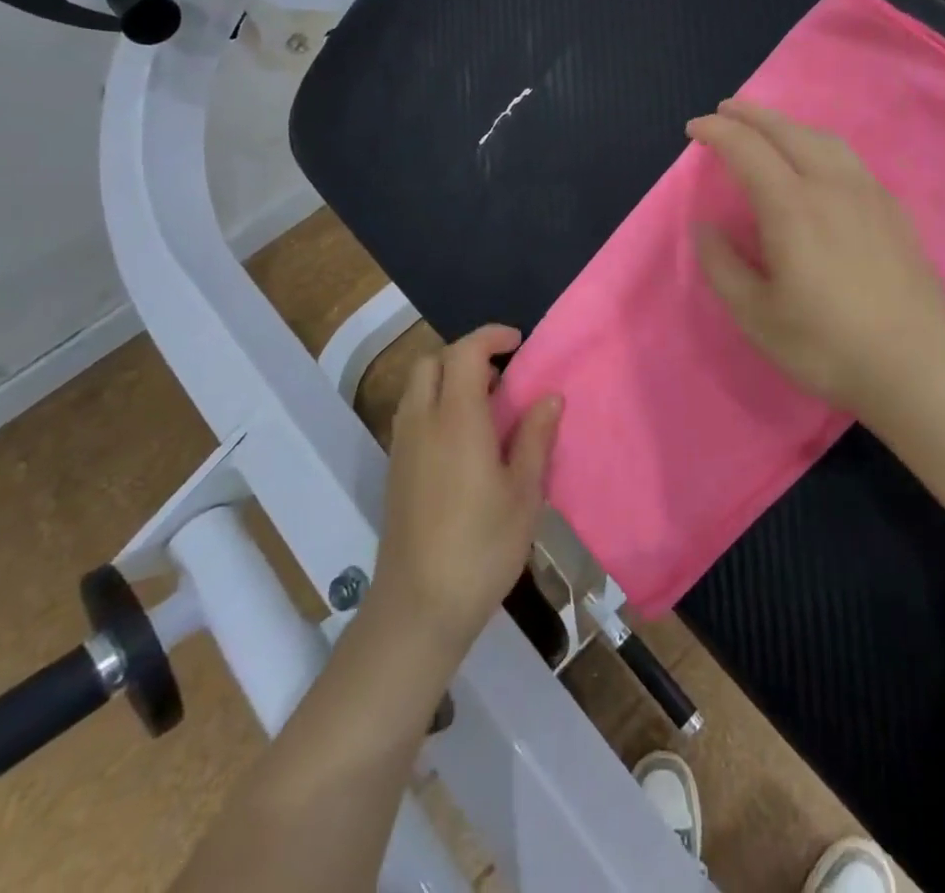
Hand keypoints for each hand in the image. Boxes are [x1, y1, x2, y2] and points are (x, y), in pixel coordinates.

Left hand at [372, 326, 562, 660]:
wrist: (419, 607)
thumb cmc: (482, 547)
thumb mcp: (525, 493)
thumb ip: (536, 437)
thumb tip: (549, 396)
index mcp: (457, 420)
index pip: (465, 353)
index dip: (491, 337)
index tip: (518, 342)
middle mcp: (422, 422)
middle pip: (432, 361)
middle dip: (466, 354)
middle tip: (502, 376)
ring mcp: (402, 446)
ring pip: (418, 386)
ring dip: (449, 378)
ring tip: (488, 407)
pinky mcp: (395, 469)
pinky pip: (413, 413)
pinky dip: (436, 403)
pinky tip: (465, 440)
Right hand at [686, 99, 944, 422]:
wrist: (917, 366)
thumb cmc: (826, 345)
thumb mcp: (756, 315)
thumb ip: (722, 265)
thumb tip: (704, 227)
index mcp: (792, 207)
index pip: (747, 149)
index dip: (717, 132)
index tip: (694, 130)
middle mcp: (831, 186)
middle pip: (787, 131)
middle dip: (751, 114)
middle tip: (724, 111)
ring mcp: (869, 194)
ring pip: (823, 139)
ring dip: (788, 125)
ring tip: (767, 130)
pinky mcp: (893, 211)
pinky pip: (848, 159)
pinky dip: (818, 145)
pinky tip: (817, 164)